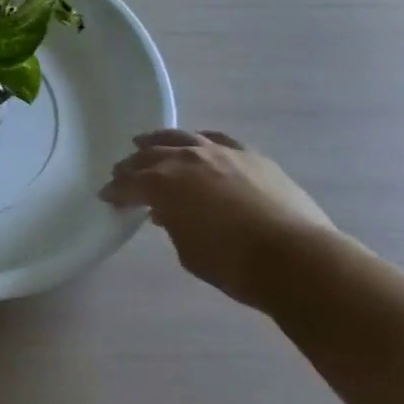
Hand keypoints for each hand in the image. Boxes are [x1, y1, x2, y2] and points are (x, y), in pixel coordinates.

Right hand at [101, 129, 338, 309]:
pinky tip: (198, 143)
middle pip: (150, 156)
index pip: (129, 184)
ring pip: (180, 138)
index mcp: (164, 184)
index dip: (115, 191)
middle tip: (121, 172)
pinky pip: (216, 140)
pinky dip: (200, 141)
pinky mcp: (249, 155)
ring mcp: (218, 152)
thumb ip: (172, 226)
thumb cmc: (235, 265)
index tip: (106, 196)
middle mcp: (185, 159)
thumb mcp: (189, 252)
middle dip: (132, 165)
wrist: (296, 259)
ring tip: (146, 143)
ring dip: (159, 141)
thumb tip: (168, 214)